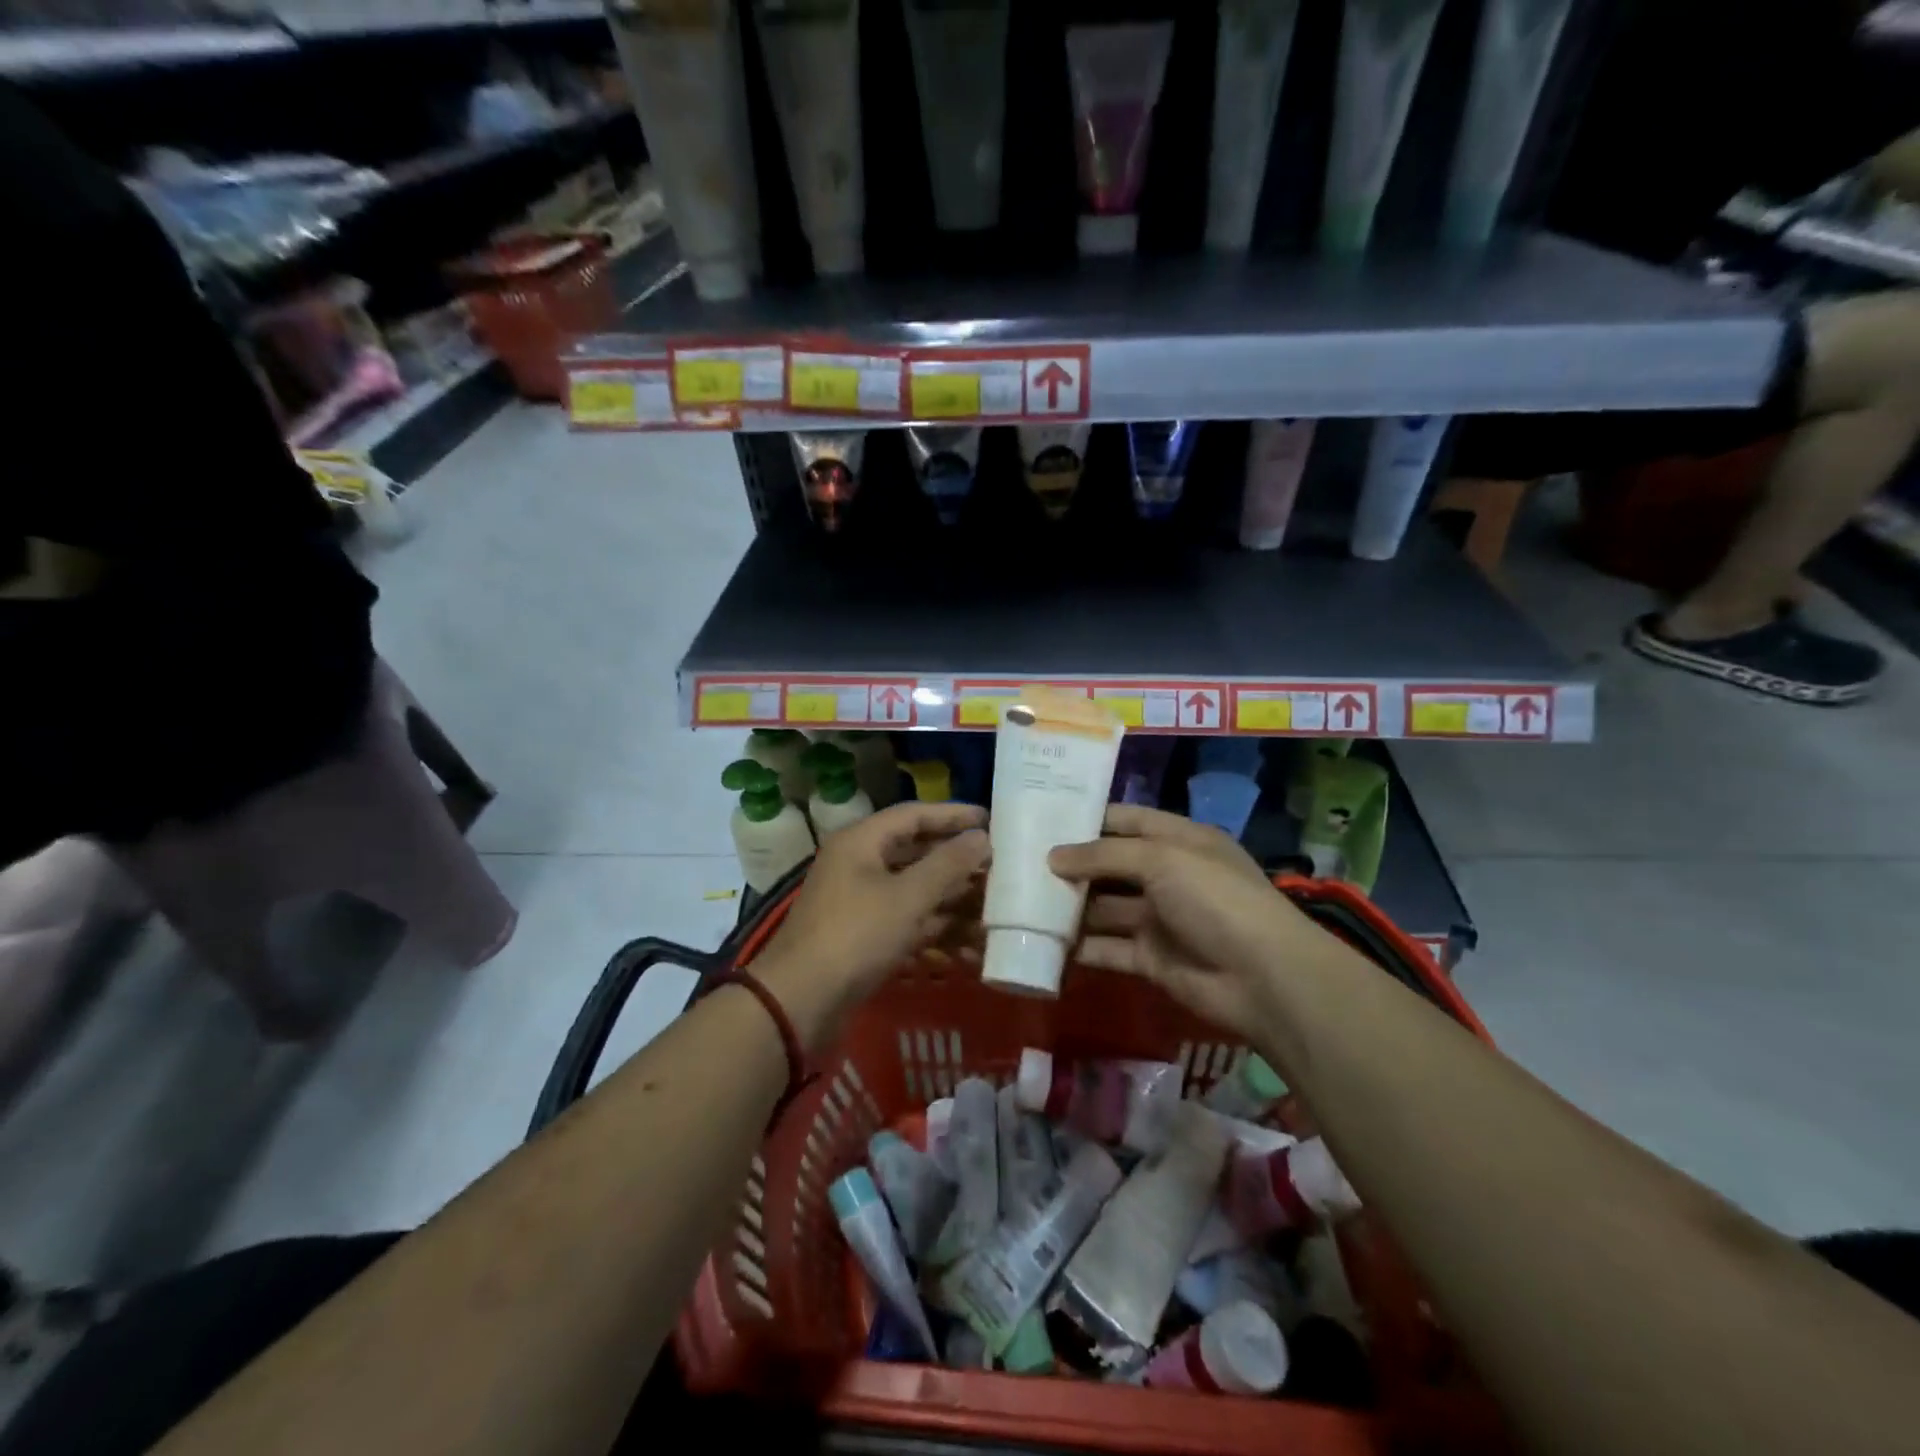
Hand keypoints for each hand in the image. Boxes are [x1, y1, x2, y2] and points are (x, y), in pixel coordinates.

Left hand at [754, 802, 988, 1050]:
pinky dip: (937, 931)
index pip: (913, 815)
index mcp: (861, 842)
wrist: (800, 1003)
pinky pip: (908, 923)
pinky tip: (971, 948)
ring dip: (953, 901)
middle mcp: (859, 866)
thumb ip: (948, 864)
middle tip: (999, 867)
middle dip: (957, 863)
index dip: (953, 815)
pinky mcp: (865, 938)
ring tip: (994, 910)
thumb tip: (981, 837)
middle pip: (916, 854)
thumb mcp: (907, 897)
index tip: (990, 820)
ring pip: (915, 892)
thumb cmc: (855, 936)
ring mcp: (861, 904)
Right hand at [1047, 805, 1344, 1042]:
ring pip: (1105, 908)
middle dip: (1072, 865)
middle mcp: (1168, 875)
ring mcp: (1160, 919)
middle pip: (1111, 865)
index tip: (1043, 818)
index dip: (1088, 818)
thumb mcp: (1161, 859)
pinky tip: (1043, 943)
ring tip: (1022, 902)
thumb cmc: (1214, 898)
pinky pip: (1109, 948)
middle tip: (1021, 863)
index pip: (1126, 820)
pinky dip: (1081, 948)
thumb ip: (1104, 855)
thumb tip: (1053, 857)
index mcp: (1179, 840)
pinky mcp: (1152, 958)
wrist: (1263, 977)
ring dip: (1071, 907)